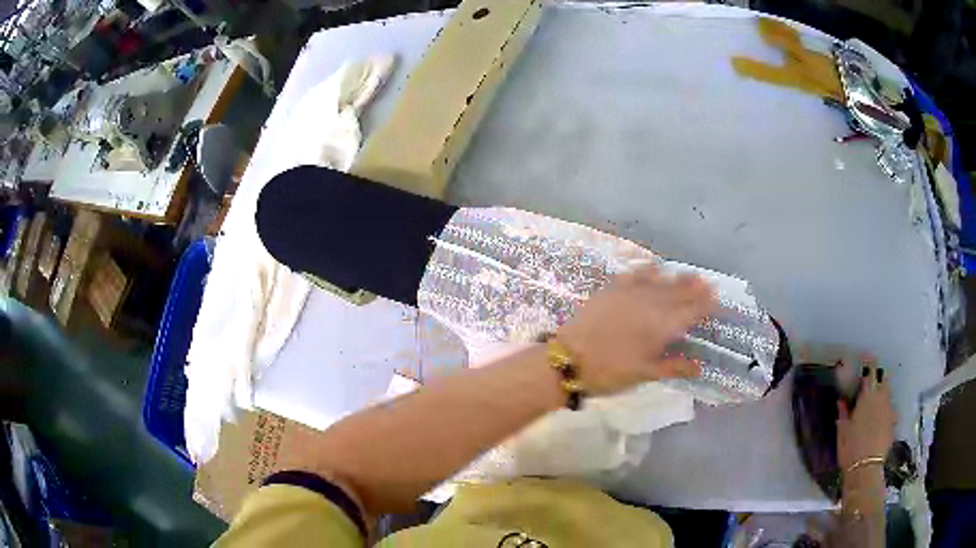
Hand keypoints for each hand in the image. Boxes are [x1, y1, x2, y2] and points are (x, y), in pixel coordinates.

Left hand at [555, 264, 714, 394]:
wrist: (568, 358)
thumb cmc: (610, 371)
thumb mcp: (645, 374)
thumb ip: (674, 366)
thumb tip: (700, 365)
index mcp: (662, 326)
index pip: (691, 311)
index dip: (706, 304)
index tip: (717, 299)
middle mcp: (651, 304)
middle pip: (679, 292)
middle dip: (695, 288)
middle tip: (708, 283)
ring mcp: (631, 293)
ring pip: (661, 281)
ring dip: (677, 278)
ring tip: (690, 275)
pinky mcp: (613, 288)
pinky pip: (636, 273)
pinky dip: (649, 269)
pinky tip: (656, 266)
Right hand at [837, 361, 896, 471]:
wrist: (865, 468)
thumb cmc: (850, 447)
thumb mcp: (842, 430)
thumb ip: (844, 412)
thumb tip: (841, 399)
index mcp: (867, 397)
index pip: (870, 373)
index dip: (869, 363)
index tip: (867, 356)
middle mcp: (881, 398)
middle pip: (883, 379)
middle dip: (878, 376)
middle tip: (873, 377)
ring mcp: (889, 410)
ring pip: (888, 393)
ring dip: (883, 390)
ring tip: (878, 395)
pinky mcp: (893, 422)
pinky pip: (891, 409)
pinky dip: (886, 408)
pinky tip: (882, 416)